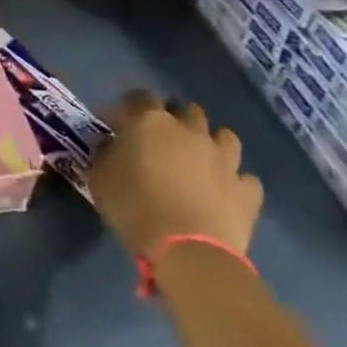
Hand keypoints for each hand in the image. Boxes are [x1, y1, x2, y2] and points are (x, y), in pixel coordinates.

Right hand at [86, 90, 262, 260]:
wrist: (187, 250)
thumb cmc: (134, 207)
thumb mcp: (99, 177)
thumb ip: (104, 153)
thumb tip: (111, 144)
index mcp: (151, 122)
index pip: (140, 97)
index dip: (130, 105)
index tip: (122, 120)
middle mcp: (190, 131)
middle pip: (186, 110)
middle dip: (175, 119)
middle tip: (162, 139)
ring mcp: (224, 159)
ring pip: (224, 136)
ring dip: (212, 143)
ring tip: (199, 160)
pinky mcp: (247, 190)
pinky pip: (245, 178)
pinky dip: (236, 181)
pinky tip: (224, 191)